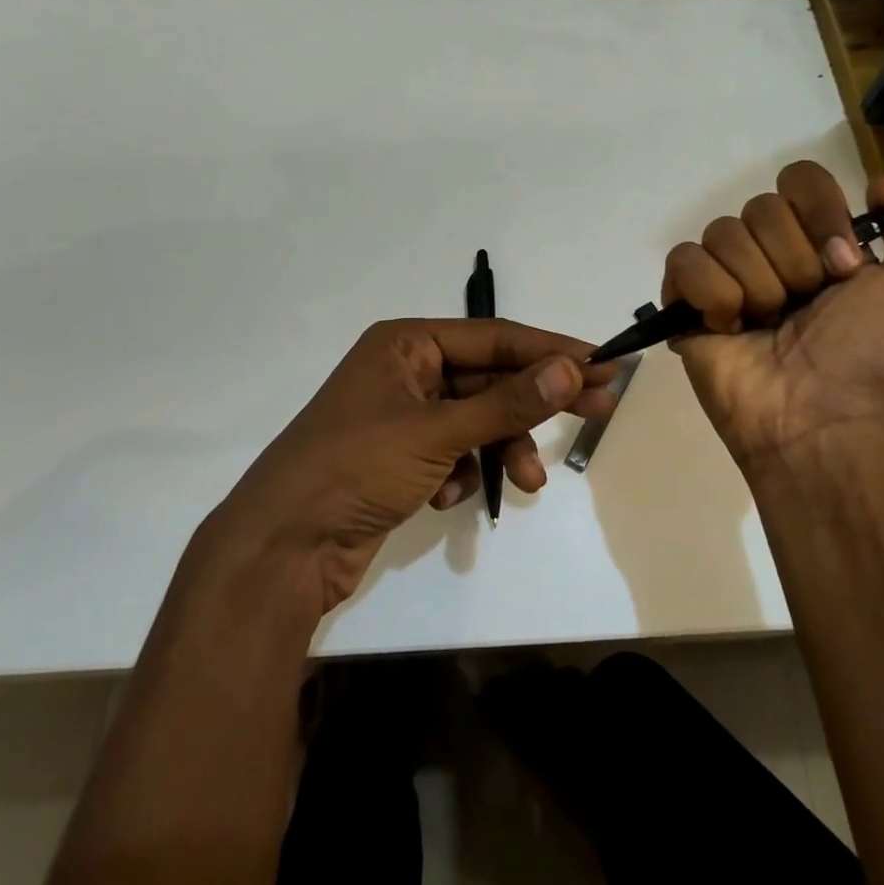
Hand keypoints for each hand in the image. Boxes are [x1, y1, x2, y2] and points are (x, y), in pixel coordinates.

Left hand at [217, 319, 617, 611]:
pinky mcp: (400, 459)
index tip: (600, 364)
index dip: (549, 350)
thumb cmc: (357, 467)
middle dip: (537, 401)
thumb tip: (571, 368)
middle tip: (598, 409)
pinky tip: (448, 496)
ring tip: (527, 484)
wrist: (282, 546)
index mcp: (406, 344)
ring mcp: (402, 416)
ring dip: (503, 448)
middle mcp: (405, 371)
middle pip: (489, 378)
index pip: (494, 338)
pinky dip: (463, 472)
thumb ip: (507, 403)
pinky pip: (453, 451)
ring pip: (475, 420)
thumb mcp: (438, 431)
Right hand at [664, 163, 883, 478]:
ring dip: (756, 285)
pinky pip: (684, 261)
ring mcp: (724, 279)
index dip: (820, 214)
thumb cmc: (873, 354)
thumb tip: (878, 184)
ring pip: (722, 232)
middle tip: (804, 307)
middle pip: (760, 206)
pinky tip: (730, 329)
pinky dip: (712, 294)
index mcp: (817, 245)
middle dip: (792, 260)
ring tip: (766, 326)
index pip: (800, 181)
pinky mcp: (685, 306)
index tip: (842, 265)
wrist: (824, 419)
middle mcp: (769, 255)